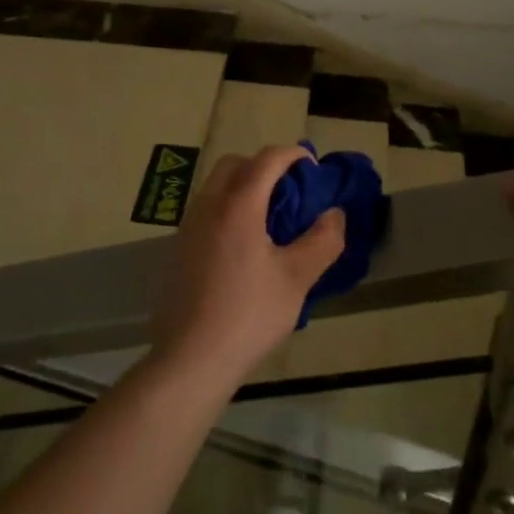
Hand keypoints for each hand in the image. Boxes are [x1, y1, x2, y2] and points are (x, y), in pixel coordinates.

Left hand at [151, 146, 346, 387]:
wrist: (190, 358)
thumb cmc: (248, 314)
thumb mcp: (297, 279)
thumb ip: (322, 240)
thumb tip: (335, 214)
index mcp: (239, 204)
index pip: (267, 159)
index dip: (293, 155)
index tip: (313, 167)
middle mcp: (210, 204)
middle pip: (236, 163)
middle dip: (264, 166)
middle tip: (290, 190)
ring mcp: (189, 225)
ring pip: (217, 184)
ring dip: (244, 185)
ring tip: (270, 217)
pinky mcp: (179, 247)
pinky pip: (207, 207)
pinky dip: (228, 206)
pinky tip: (244, 244)